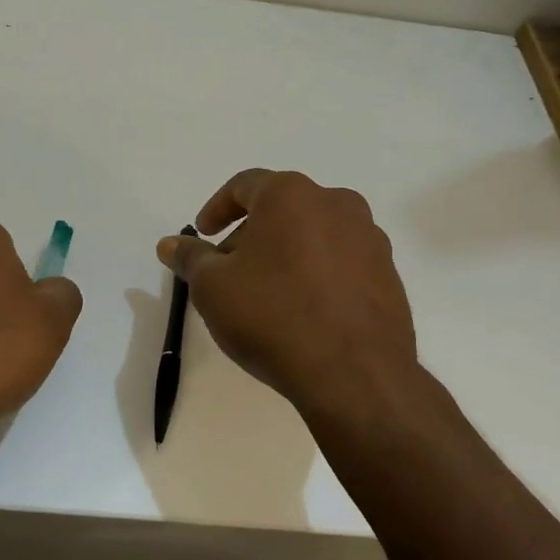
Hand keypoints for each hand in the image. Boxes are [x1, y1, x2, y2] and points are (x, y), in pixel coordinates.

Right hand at [158, 170, 416, 414]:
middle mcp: (336, 204)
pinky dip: (317, 273)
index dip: (217, 208)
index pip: (245, 185)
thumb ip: (190, 258)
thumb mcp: (213, 288)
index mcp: (291, 195)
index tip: (204, 234)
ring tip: (266, 293)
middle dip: (251, 234)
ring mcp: (369, 239)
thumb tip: (170, 244)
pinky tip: (303, 310)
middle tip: (229, 269)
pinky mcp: (389, 274)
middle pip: (282, 208)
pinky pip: (341, 262)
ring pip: (314, 234)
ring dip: (286, 253)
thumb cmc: (273, 317)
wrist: (355, 374)